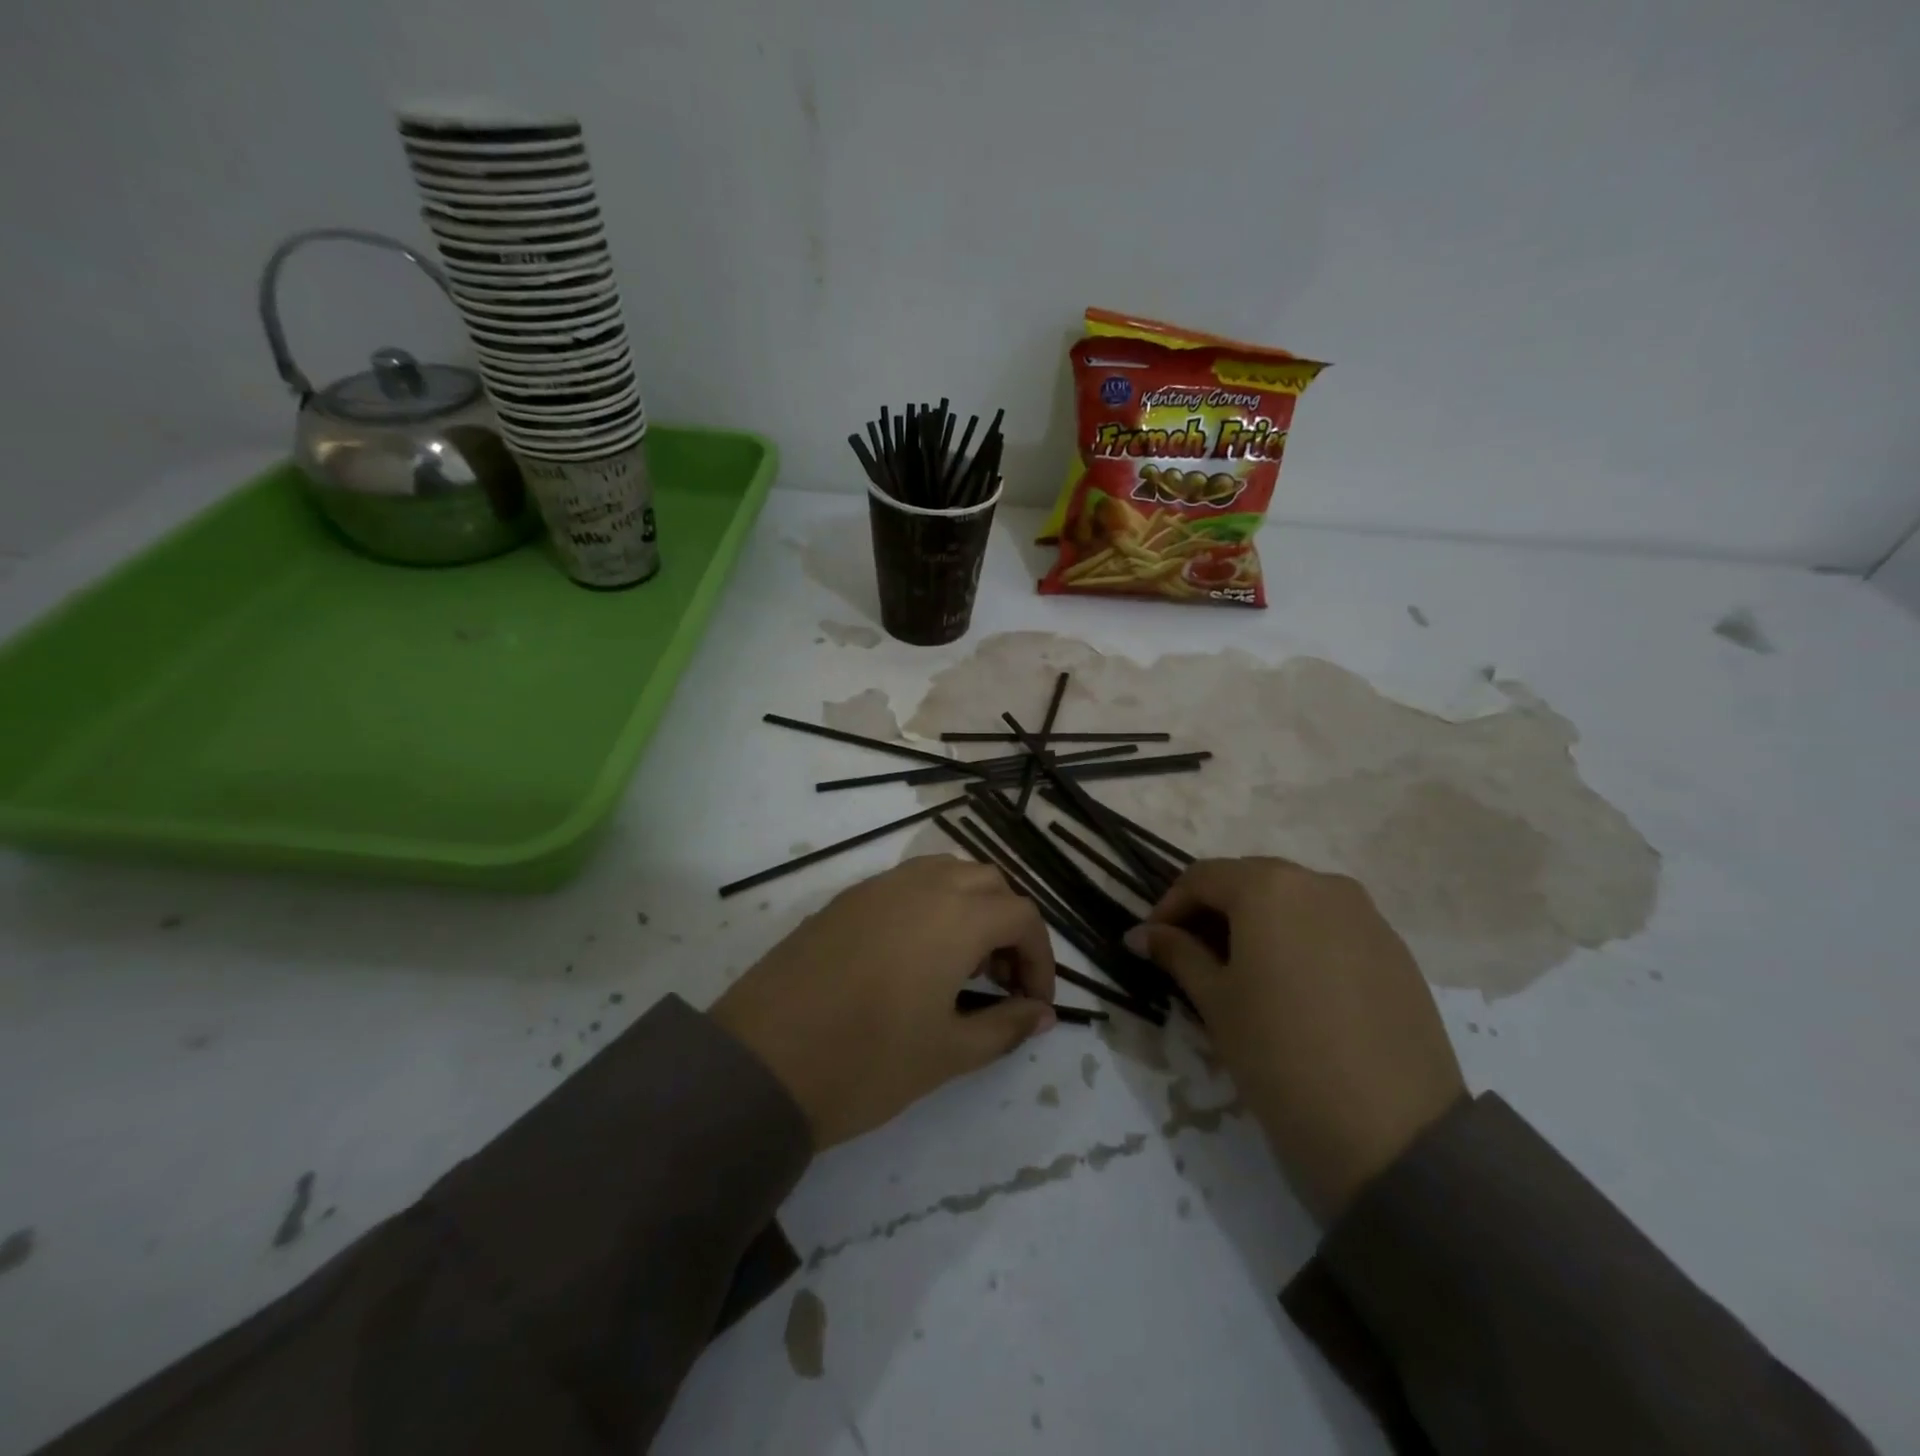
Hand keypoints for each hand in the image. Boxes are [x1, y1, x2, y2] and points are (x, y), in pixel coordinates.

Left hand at [711, 856, 1056, 1149]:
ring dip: (969, 908)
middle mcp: (921, 885)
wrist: (761, 1063)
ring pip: (946, 874)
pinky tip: (913, 958)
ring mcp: (877, 886)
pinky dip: (930, 906)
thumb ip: (1004, 1027)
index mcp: (956, 915)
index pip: (1022, 915)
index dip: (1040, 958)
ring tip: (960, 966)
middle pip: (988, 883)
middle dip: (1007, 926)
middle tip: (1000, 981)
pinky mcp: (844, 899)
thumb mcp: (948, 1052)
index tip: (1033, 1003)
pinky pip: (905, 884)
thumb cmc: (867, 1061)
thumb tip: (1042, 1015)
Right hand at [1125, 857, 1464, 1221]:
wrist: (1392, 1131)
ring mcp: (1365, 914)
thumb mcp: (1215, 1000)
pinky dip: (1300, 941)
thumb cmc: (1279, 1053)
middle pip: (1250, 882)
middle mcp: (1319, 883)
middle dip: (1214, 912)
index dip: (1169, 906)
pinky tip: (1294, 988)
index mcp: (1269, 887)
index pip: (1202, 878)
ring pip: (1293, 902)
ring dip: (1258, 925)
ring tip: (1242, 973)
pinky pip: (1331, 927)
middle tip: (1192, 956)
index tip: (1153, 943)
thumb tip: (1140, 934)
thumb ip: (1177, 954)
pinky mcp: (1395, 949)